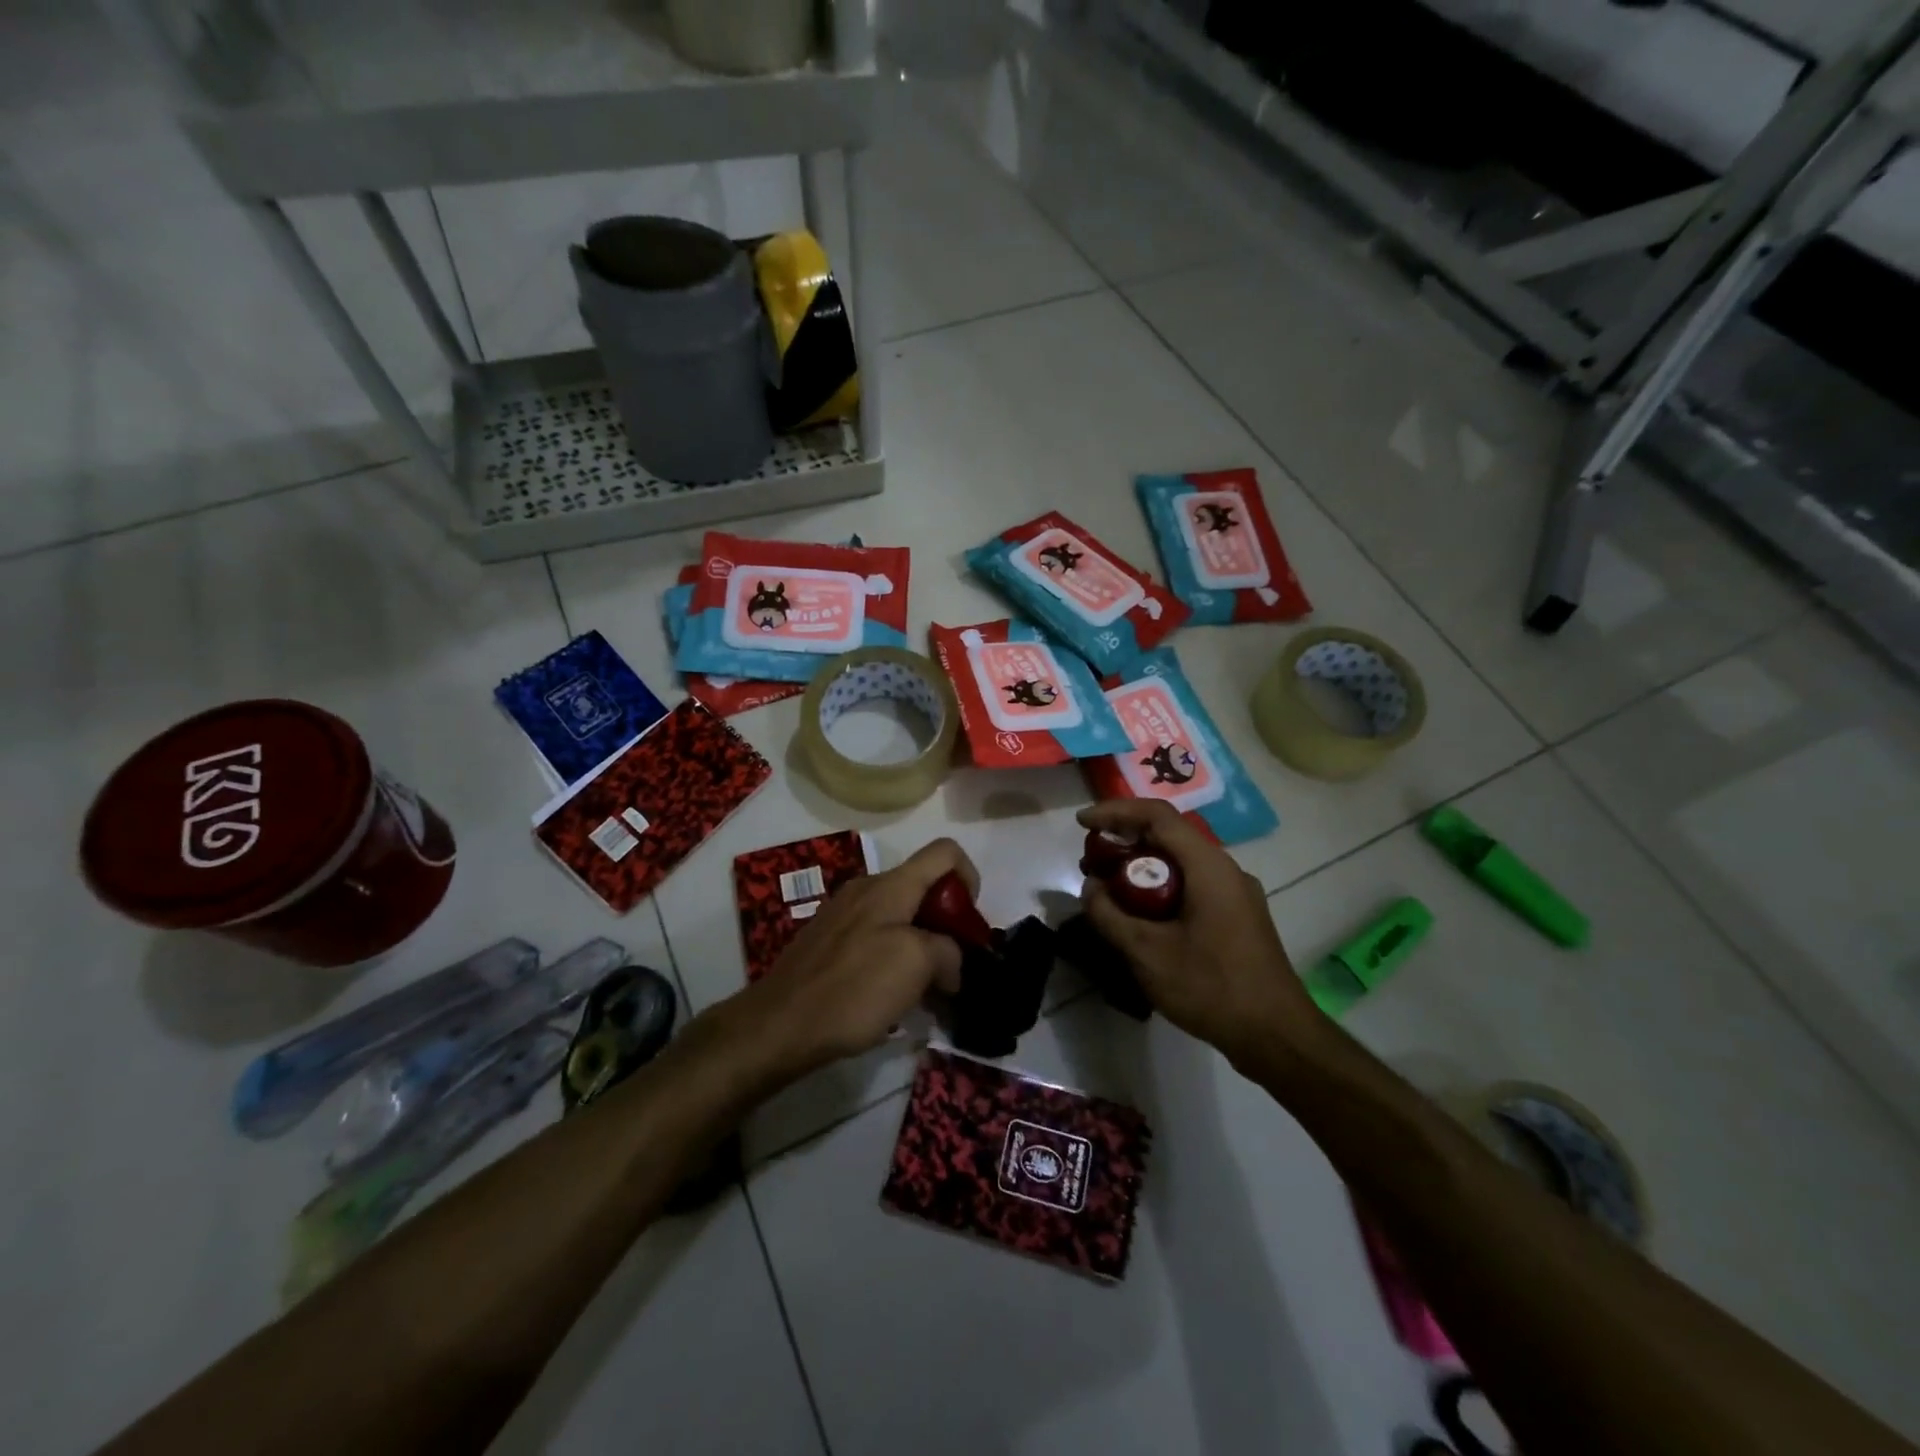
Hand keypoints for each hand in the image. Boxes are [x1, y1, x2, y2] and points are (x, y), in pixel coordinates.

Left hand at [726, 838, 974, 1081]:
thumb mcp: (916, 965)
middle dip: (947, 923)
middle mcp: (867, 889)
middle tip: (952, 967)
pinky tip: (891, 997)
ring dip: (923, 946)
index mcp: (890, 885)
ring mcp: (844, 915)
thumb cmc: (853, 988)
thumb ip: (947, 952)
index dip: (970, 877)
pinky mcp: (830, 942)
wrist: (778, 1025)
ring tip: (925, 991)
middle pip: (924, 887)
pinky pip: (876, 937)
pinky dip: (896, 959)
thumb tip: (950, 963)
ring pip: (901, 916)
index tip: (970, 924)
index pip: (945, 852)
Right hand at [1078, 801, 1318, 1070]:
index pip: (1157, 815)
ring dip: (1141, 868)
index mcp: (1208, 866)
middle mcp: (1226, 869)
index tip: (1081, 825)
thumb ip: (1110, 915)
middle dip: (1124, 842)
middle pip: (1168, 836)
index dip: (1115, 812)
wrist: (1277, 1037)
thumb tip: (1090, 888)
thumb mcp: (1147, 953)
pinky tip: (1140, 918)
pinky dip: (1160, 889)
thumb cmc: (1212, 988)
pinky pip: (1192, 886)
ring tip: (1107, 891)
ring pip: (1180, 863)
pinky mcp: (1238, 917)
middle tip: (1089, 863)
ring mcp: (1236, 894)